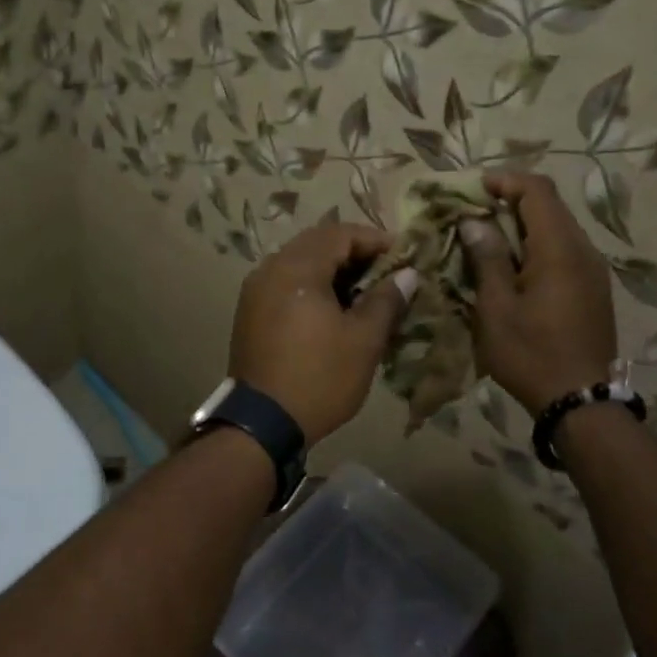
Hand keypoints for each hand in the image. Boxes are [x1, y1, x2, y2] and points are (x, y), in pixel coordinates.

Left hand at [229, 223, 417, 442]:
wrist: (262, 423)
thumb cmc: (319, 377)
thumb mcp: (363, 340)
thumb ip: (386, 300)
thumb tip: (407, 274)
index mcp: (297, 267)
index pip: (340, 233)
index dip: (375, 240)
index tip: (404, 257)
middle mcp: (270, 269)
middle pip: (317, 243)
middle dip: (354, 253)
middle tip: (386, 273)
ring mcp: (255, 291)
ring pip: (299, 262)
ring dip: (332, 269)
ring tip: (363, 293)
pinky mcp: (249, 312)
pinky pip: (285, 283)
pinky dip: (311, 285)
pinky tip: (332, 309)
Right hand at [461, 172, 618, 414]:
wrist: (580, 401)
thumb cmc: (530, 354)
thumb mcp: (496, 307)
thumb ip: (487, 258)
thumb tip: (476, 222)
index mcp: (559, 249)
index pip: (537, 190)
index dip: (504, 181)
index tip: (471, 190)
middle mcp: (583, 251)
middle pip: (549, 206)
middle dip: (509, 201)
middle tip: (471, 214)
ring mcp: (592, 270)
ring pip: (556, 228)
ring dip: (521, 225)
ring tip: (485, 240)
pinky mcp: (592, 288)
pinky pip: (563, 251)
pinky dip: (535, 246)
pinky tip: (511, 267)